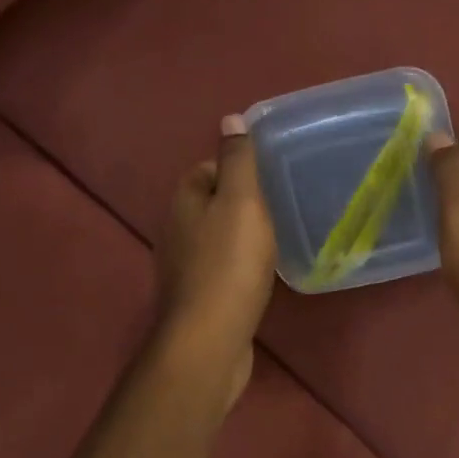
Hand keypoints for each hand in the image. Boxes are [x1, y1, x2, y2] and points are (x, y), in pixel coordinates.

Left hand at [154, 115, 276, 410]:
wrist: (210, 339)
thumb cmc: (229, 264)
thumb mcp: (241, 201)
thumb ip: (238, 160)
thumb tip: (230, 118)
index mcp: (184, 202)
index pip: (206, 170)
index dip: (236, 168)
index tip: (270, 176)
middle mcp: (176, 232)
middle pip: (211, 205)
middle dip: (241, 203)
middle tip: (281, 206)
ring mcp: (184, 269)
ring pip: (216, 239)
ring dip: (241, 237)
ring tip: (278, 239)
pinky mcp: (198, 300)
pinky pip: (221, 271)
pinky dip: (239, 268)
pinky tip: (261, 276)